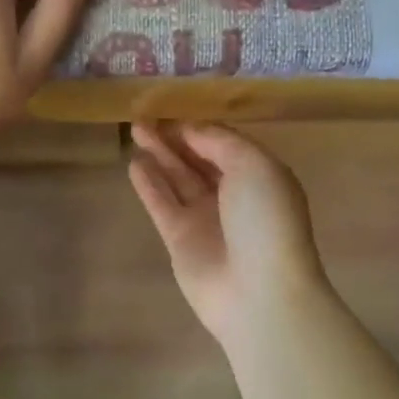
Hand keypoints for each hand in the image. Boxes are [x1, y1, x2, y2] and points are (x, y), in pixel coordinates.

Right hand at [128, 123, 331, 345]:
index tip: (172, 106)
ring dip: (158, 154)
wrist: (260, 292)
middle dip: (174, 137)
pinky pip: (161, 204)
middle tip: (145, 115)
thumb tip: (190, 130)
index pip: (223, 142)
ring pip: (177, 178)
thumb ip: (219, 141)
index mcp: (258, 175)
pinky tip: (134, 163)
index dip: (198, 125)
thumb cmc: (265, 219)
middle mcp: (232, 194)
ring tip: (135, 129)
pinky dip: (148, 184)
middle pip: (197, 158)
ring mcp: (205, 218)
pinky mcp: (180, 240)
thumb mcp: (253, 165)